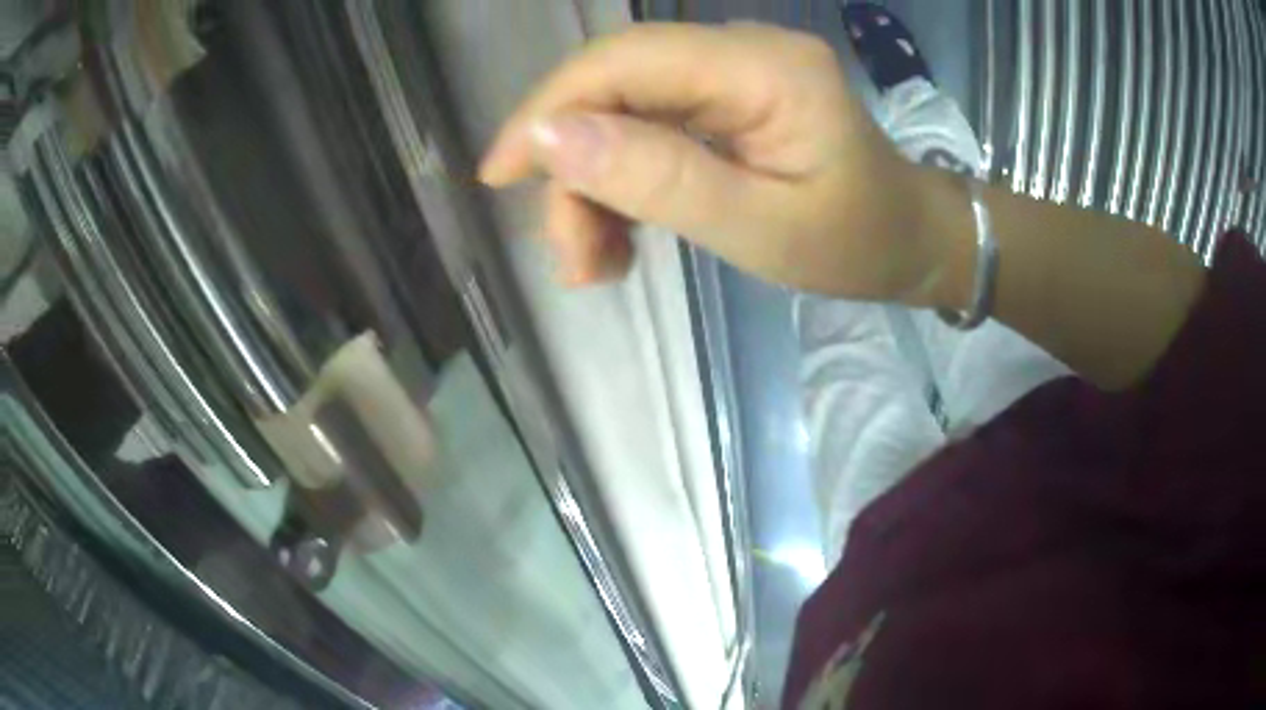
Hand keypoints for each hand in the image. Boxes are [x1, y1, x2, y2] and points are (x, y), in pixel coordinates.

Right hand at [478, 22, 946, 302]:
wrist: (907, 237)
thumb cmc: (854, 242)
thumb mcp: (760, 228)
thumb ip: (658, 179)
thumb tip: (547, 138)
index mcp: (762, 68)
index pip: (625, 61)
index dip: (549, 109)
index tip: (500, 176)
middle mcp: (740, 50)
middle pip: (615, 85)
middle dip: (573, 166)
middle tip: (573, 257)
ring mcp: (731, 71)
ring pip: (622, 109)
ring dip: (593, 184)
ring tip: (598, 262)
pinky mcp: (724, 97)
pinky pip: (647, 124)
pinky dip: (621, 180)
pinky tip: (622, 235)